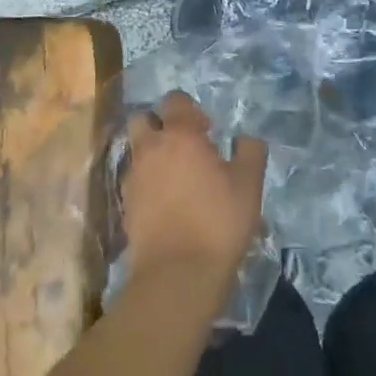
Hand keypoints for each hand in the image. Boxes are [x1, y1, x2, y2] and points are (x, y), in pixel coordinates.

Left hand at [120, 92, 267, 289]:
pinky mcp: (125, 204)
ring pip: (136, 150)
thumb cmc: (218, 222)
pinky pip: (134, 180)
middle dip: (159, 124)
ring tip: (175, 177)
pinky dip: (146, 183)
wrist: (177, 274)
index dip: (190, 109)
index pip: (174, 100)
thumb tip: (245, 138)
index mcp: (180, 135)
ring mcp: (133, 176)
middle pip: (143, 118)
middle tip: (183, 146)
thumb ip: (250, 153)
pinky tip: (165, 203)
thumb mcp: (249, 186)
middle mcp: (150, 148)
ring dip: (152, 154)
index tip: (207, 130)